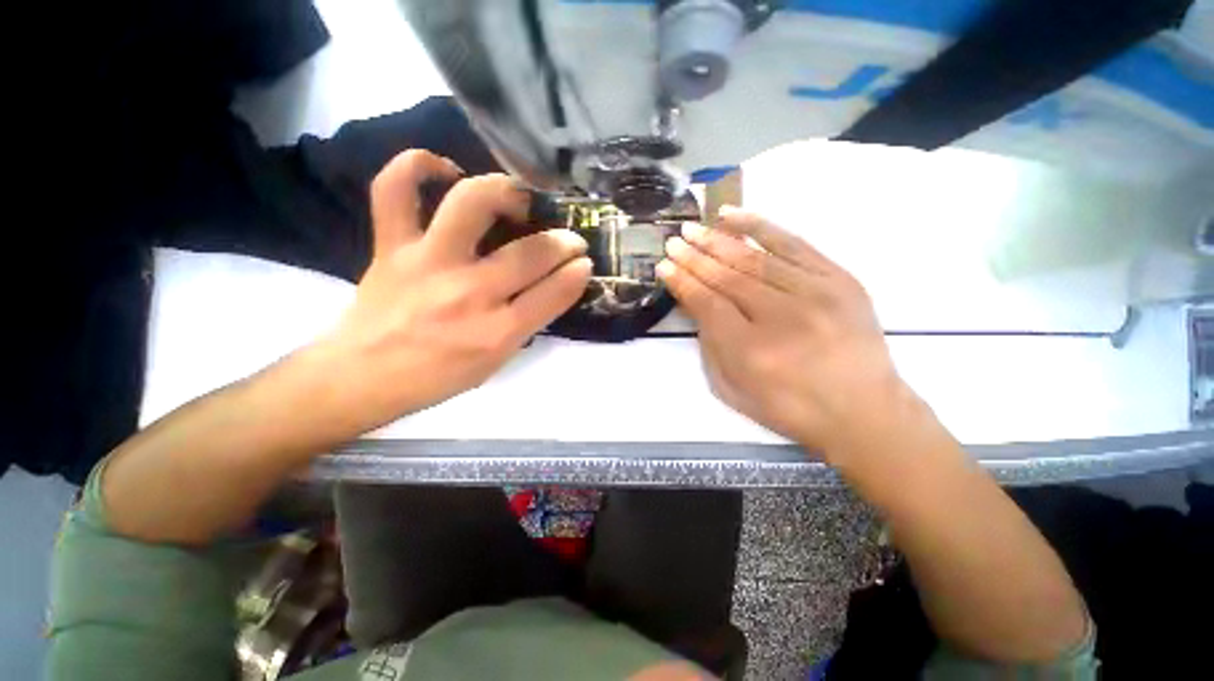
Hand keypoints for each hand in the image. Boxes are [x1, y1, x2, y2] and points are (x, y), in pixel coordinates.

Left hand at [316, 150, 591, 436]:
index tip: (585, 262)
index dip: (577, 273)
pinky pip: (395, 189)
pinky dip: (418, 166)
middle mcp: (468, 293)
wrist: (362, 376)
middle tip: (569, 238)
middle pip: (529, 253)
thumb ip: (528, 323)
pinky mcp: (392, 246)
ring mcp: (428, 262)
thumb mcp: (497, 362)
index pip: (553, 293)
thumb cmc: (438, 376)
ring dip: (506, 192)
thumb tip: (554, 285)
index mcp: (497, 333)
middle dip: (563, 241)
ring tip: (519, 199)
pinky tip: (446, 172)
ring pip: (471, 204)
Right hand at [657, 207, 911, 461]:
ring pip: (755, 258)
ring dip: (719, 240)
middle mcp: (782, 317)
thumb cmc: (790, 408)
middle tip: (674, 241)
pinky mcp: (840, 280)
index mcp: (751, 351)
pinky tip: (734, 216)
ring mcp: (816, 294)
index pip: (707, 304)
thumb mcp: (734, 390)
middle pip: (727, 277)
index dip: (683, 283)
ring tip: (695, 227)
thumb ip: (710, 347)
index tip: (664, 266)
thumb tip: (697, 306)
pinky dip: (760, 227)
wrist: (864, 412)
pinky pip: (793, 244)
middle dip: (694, 257)